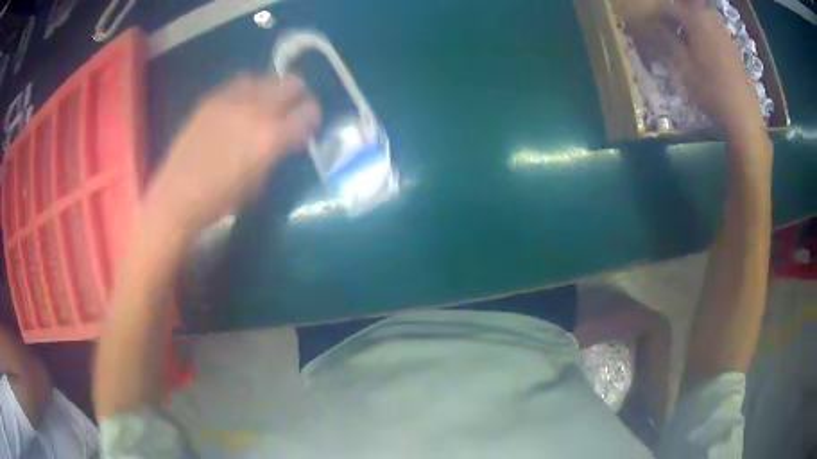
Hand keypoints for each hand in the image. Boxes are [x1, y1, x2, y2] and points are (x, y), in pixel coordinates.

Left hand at [144, 74, 320, 232]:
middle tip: (292, 108)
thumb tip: (289, 137)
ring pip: (267, 78)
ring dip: (272, 89)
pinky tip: (242, 104)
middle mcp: (257, 111)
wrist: (178, 195)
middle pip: (292, 84)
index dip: (312, 117)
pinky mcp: (213, 98)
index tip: (307, 125)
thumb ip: (279, 152)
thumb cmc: (221, 200)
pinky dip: (249, 89)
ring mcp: (232, 100)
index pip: (309, 111)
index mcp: (272, 138)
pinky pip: (240, 82)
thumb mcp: (260, 182)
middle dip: (298, 95)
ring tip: (265, 103)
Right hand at [660, 0, 763, 137]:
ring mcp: (724, 33)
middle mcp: (710, 19)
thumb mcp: (684, 67)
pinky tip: (702, 53)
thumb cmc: (711, 90)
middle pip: (687, 9)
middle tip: (669, 33)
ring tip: (685, 43)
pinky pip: (713, 31)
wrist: (743, 115)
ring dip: (690, 25)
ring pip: (701, 19)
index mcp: (696, 19)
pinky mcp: (732, 47)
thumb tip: (656, 27)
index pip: (669, 7)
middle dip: (676, 17)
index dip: (658, 16)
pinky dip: (703, 35)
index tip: (652, 27)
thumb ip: (668, 41)